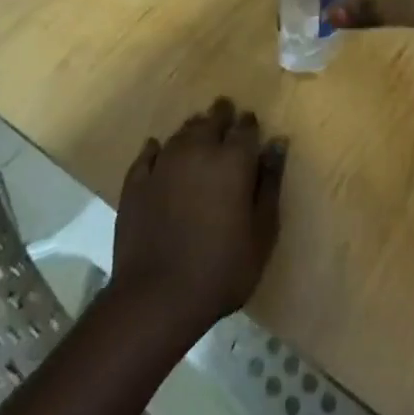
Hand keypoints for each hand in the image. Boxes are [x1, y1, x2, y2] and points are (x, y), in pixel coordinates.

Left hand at [111, 98, 286, 331]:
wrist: (156, 298)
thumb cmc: (221, 269)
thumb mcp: (262, 232)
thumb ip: (270, 183)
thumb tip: (277, 143)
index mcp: (233, 160)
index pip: (245, 127)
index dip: (249, 124)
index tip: (251, 125)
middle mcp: (198, 150)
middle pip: (211, 119)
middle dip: (222, 115)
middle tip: (226, 117)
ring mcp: (163, 163)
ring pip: (182, 132)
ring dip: (194, 130)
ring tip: (199, 135)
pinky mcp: (136, 182)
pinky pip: (149, 153)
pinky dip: (158, 149)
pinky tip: (159, 152)